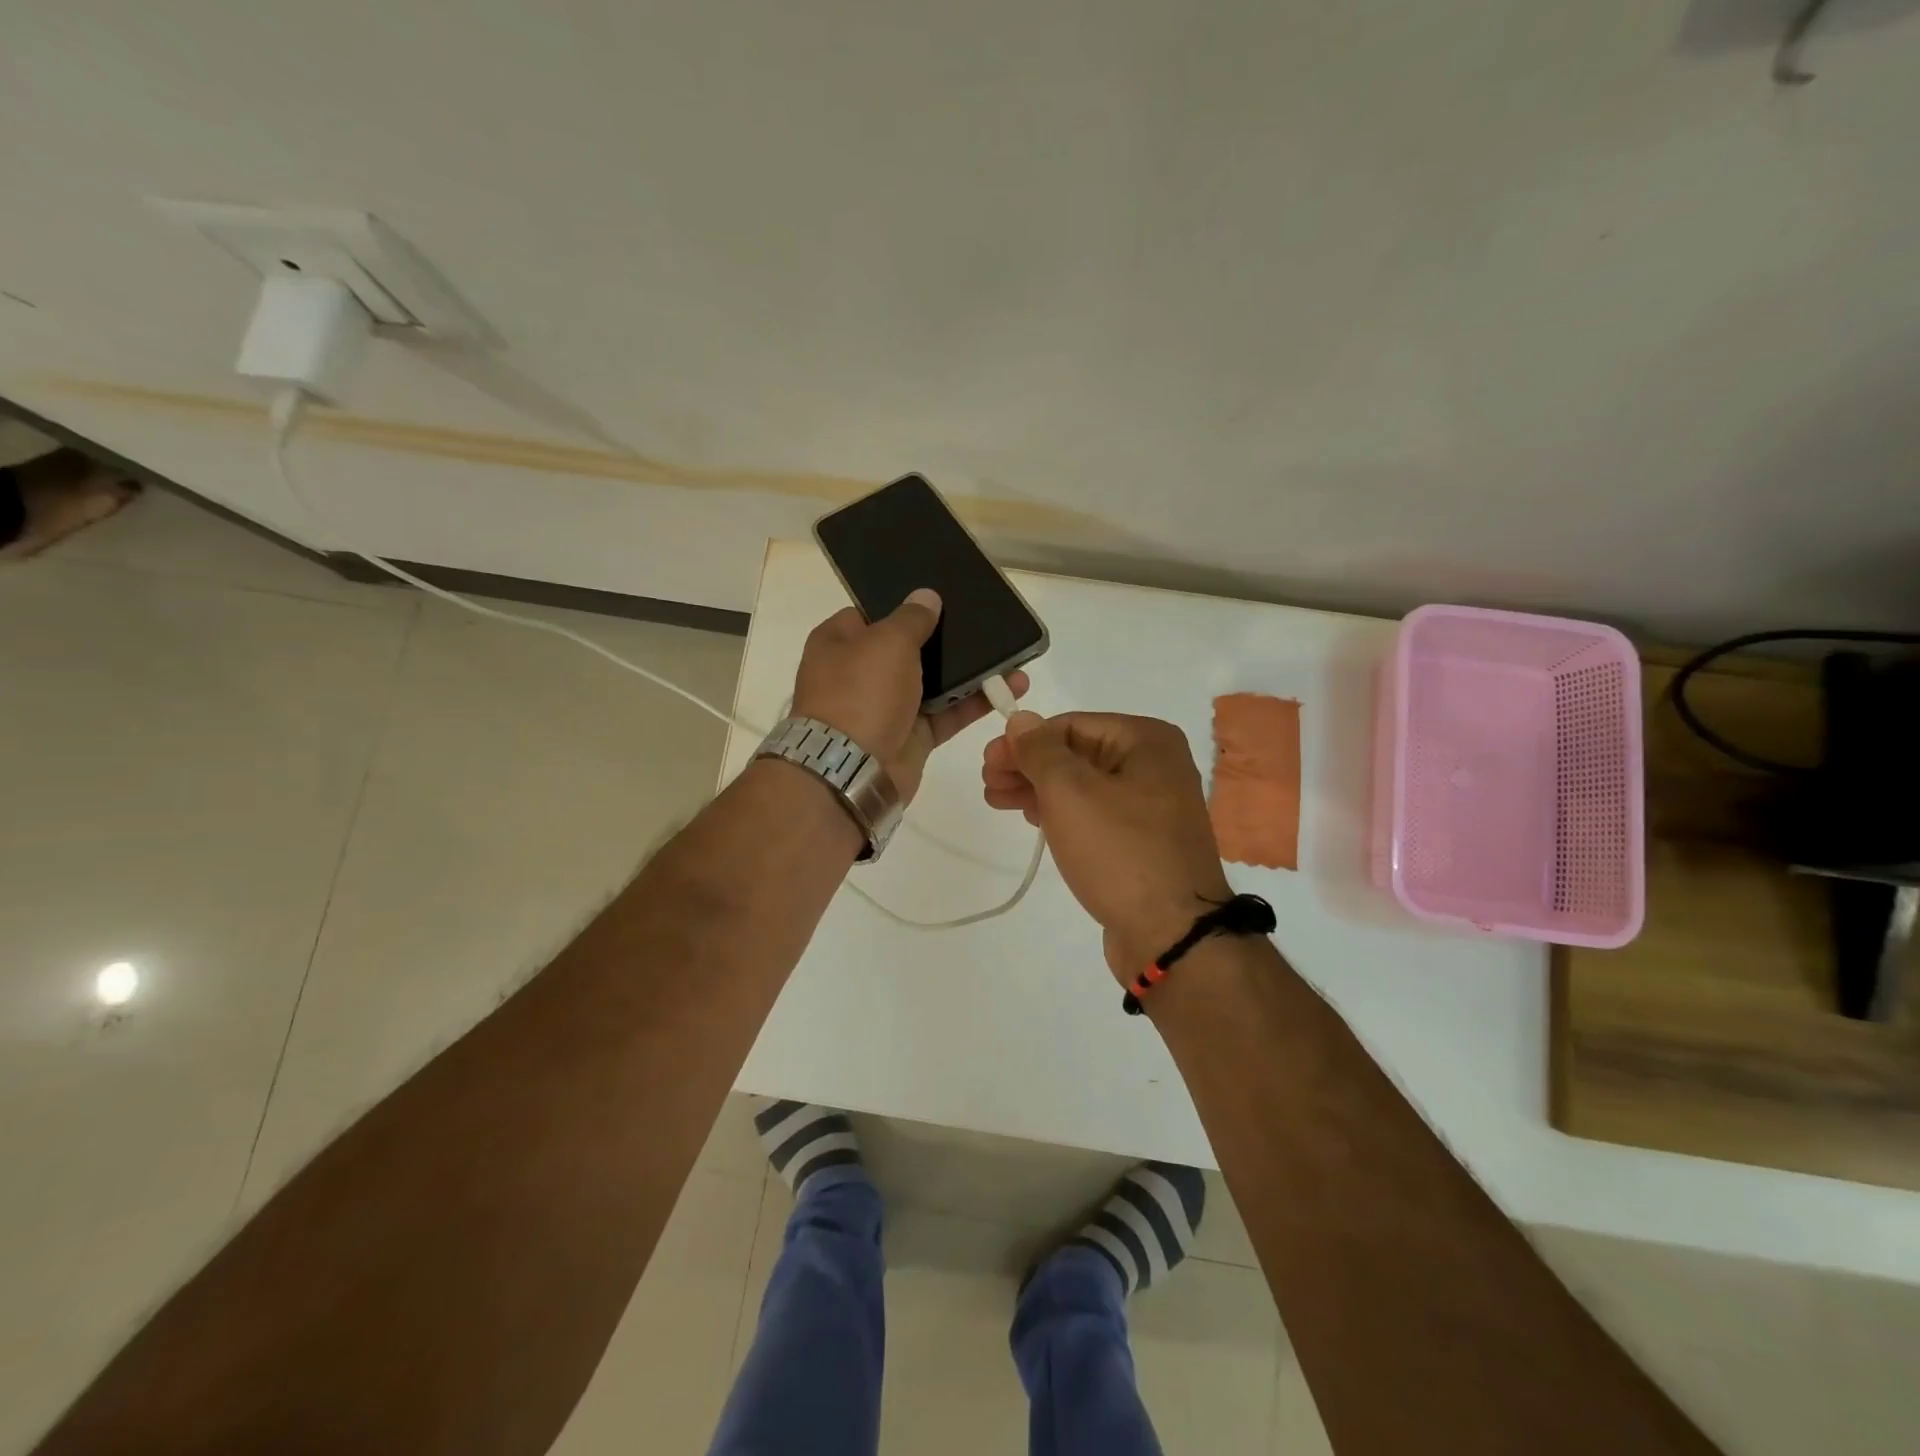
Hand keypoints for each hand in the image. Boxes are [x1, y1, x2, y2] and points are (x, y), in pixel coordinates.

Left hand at [792, 588, 1027, 803]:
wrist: (853, 769)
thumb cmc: (861, 691)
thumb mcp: (887, 641)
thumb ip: (912, 617)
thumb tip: (926, 596)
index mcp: (839, 643)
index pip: (871, 614)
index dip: (903, 606)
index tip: (940, 597)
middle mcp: (861, 673)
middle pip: (908, 648)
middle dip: (943, 638)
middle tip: (983, 621)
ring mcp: (888, 706)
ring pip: (934, 681)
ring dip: (969, 670)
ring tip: (1008, 652)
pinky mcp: (913, 736)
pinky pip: (949, 712)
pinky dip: (976, 701)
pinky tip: (1010, 684)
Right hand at [983, 711, 1231, 982]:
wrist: (1171, 934)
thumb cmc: (1119, 851)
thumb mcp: (1070, 792)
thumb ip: (1040, 750)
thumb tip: (1022, 719)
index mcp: (1146, 741)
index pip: (1071, 725)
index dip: (1024, 741)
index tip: (988, 763)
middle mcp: (1155, 766)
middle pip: (1077, 754)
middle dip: (1028, 766)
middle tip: (988, 784)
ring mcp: (1152, 806)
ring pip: (1083, 786)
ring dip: (1039, 790)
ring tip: (998, 801)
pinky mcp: (1143, 842)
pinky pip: (1095, 814)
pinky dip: (1062, 813)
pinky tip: (1034, 820)